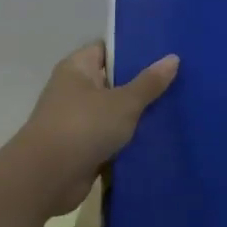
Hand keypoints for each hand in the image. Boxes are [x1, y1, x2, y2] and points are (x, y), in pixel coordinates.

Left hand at [4, 43, 179, 214]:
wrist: (48, 178)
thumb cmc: (84, 127)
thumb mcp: (123, 102)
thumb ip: (149, 82)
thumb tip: (173, 58)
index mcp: (77, 68)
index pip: (107, 49)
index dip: (133, 49)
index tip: (164, 52)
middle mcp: (74, 90)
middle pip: (113, 81)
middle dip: (142, 83)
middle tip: (179, 80)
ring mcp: (77, 120)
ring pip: (114, 112)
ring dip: (138, 114)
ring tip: (176, 108)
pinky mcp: (82, 148)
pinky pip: (112, 137)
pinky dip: (129, 139)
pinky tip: (158, 138)